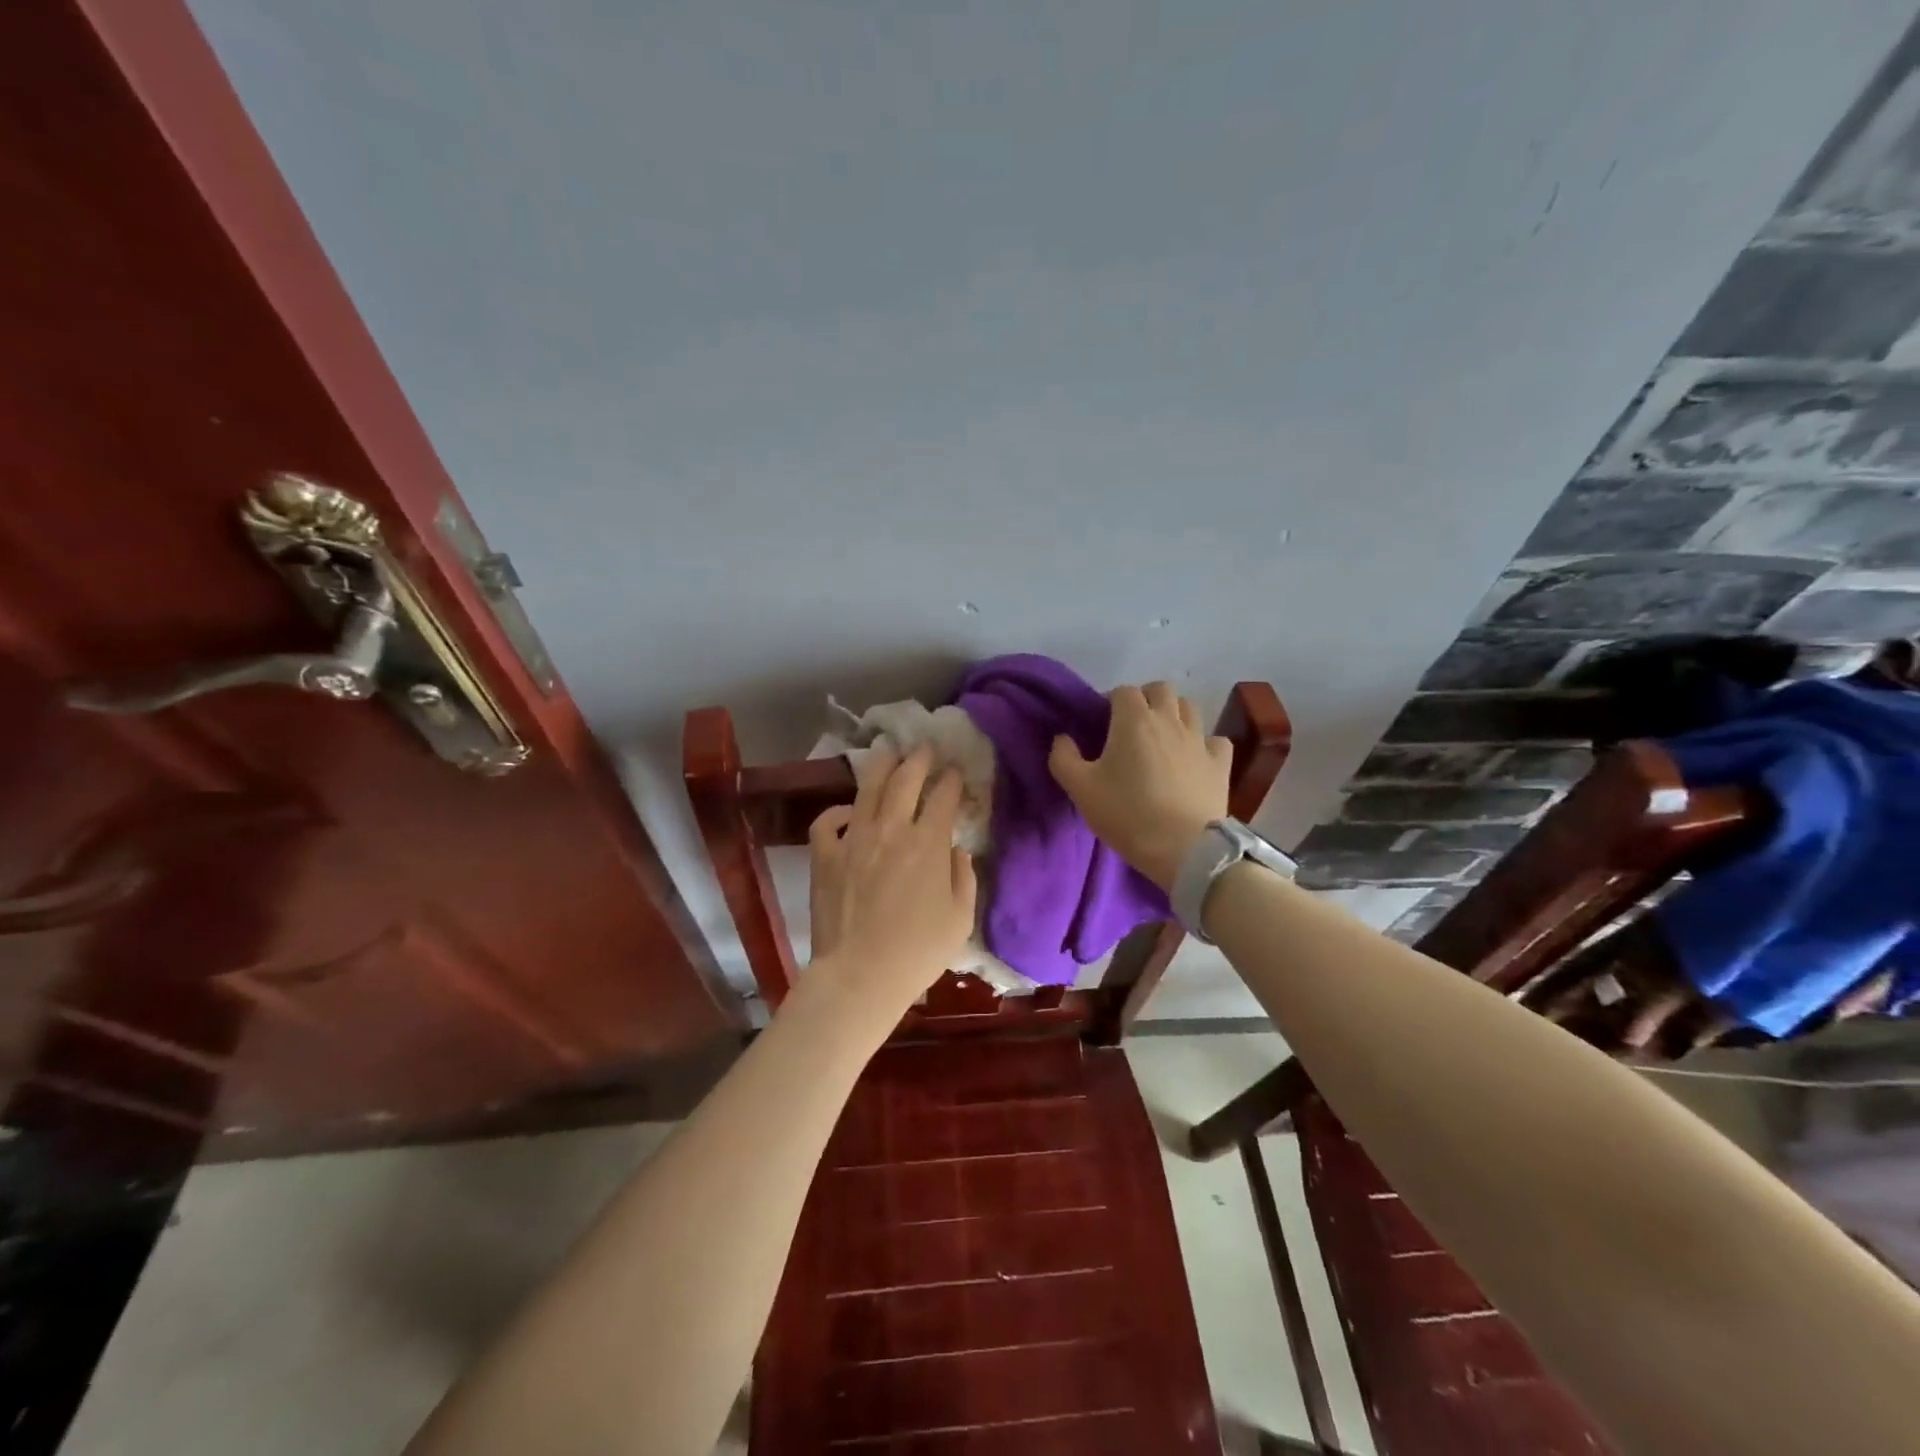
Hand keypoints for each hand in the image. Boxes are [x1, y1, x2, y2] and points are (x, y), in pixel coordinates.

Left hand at [804, 745, 977, 1015]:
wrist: (860, 975)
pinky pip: (827, 821)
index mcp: (928, 843)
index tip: (956, 774)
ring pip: (867, 789)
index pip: (943, 797)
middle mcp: (891, 829)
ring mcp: (854, 839)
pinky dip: (837, 811)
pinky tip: (847, 811)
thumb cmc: (918, 952)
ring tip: (887, 753)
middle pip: (905, 779)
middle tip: (924, 747)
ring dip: (881, 766)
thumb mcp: (960, 919)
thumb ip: (964, 878)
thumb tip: (956, 851)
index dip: (952, 781)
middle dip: (918, 758)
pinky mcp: (825, 856)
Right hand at [1049, 681, 1230, 889]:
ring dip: (1175, 714)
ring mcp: (1199, 740)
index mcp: (1134, 720)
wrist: (1183, 849)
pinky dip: (1204, 743)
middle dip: (1146, 699)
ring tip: (1163, 738)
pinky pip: (1215, 740)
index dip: (1111, 701)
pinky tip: (1195, 759)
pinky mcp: (1221, 763)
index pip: (1123, 691)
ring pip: (1190, 707)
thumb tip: (1062, 739)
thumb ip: (1064, 758)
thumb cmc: (1127, 814)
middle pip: (1161, 689)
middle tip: (1132, 725)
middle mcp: (1169, 720)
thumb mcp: (1080, 789)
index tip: (1103, 724)